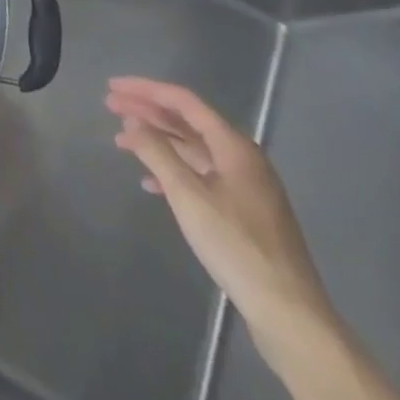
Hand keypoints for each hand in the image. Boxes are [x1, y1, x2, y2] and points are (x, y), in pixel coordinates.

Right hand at [107, 77, 333, 339]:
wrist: (289, 312)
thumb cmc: (236, 246)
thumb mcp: (188, 196)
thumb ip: (157, 152)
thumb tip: (132, 121)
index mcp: (234, 147)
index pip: (184, 102)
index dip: (145, 90)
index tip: (112, 87)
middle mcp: (243, 159)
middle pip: (188, 122)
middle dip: (148, 112)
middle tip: (110, 107)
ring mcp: (246, 186)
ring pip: (193, 149)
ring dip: (157, 141)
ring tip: (122, 142)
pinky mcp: (244, 211)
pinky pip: (201, 175)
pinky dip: (173, 171)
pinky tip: (150, 183)